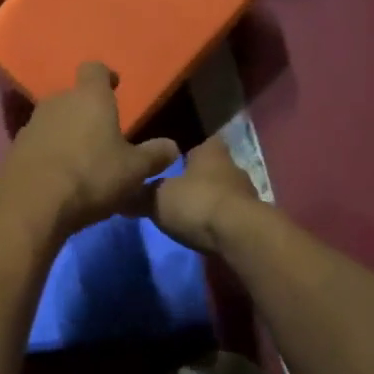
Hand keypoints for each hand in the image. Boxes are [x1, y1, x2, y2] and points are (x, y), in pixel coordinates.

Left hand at [0, 64, 179, 238]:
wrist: (32, 204)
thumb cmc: (91, 177)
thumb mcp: (134, 171)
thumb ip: (154, 156)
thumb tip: (172, 147)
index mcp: (90, 98)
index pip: (95, 69)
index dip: (105, 76)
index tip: (114, 86)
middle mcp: (57, 102)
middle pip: (73, 97)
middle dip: (86, 111)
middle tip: (102, 133)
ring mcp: (32, 124)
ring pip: (54, 121)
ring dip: (66, 133)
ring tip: (81, 158)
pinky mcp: (15, 149)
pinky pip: (38, 144)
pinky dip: (49, 153)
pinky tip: (59, 176)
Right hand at [150, 138, 262, 254]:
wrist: (241, 236)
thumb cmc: (198, 203)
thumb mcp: (157, 198)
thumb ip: (140, 195)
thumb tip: (121, 195)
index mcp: (210, 151)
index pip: (199, 137)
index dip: (183, 143)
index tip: (168, 151)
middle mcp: (231, 166)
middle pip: (211, 165)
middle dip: (195, 174)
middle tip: (174, 183)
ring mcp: (246, 193)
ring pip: (222, 189)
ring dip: (208, 197)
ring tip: (188, 209)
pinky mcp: (252, 218)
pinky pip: (229, 212)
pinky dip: (217, 218)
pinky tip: (204, 227)